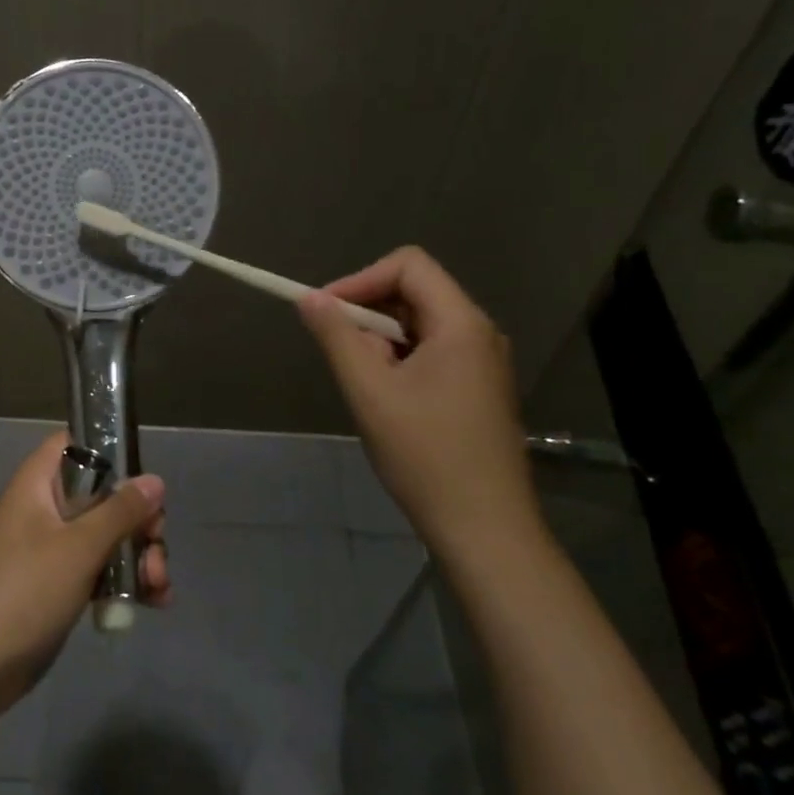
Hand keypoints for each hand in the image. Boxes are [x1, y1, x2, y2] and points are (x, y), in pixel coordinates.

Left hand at [0, 431, 169, 721]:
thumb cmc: (23, 591)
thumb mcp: (78, 547)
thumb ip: (120, 512)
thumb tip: (155, 479)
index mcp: (38, 483)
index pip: (75, 444)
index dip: (110, 452)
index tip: (142, 480)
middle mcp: (45, 507)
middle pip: (103, 494)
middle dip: (138, 520)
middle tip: (156, 546)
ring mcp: (52, 548)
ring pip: (106, 535)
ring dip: (138, 556)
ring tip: (158, 589)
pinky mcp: (58, 584)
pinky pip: (99, 569)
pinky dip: (125, 581)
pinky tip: (153, 603)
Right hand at [299, 246, 539, 559]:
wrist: (485, 529)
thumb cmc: (425, 455)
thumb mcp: (369, 391)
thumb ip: (337, 336)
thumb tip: (308, 298)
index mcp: (461, 324)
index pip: (408, 265)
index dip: (361, 279)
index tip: (326, 312)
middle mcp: (479, 333)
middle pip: (414, 292)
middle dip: (368, 314)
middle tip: (342, 355)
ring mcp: (483, 363)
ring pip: (419, 324)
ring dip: (381, 341)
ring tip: (363, 383)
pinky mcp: (478, 388)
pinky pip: (431, 351)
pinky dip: (399, 361)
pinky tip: (386, 399)